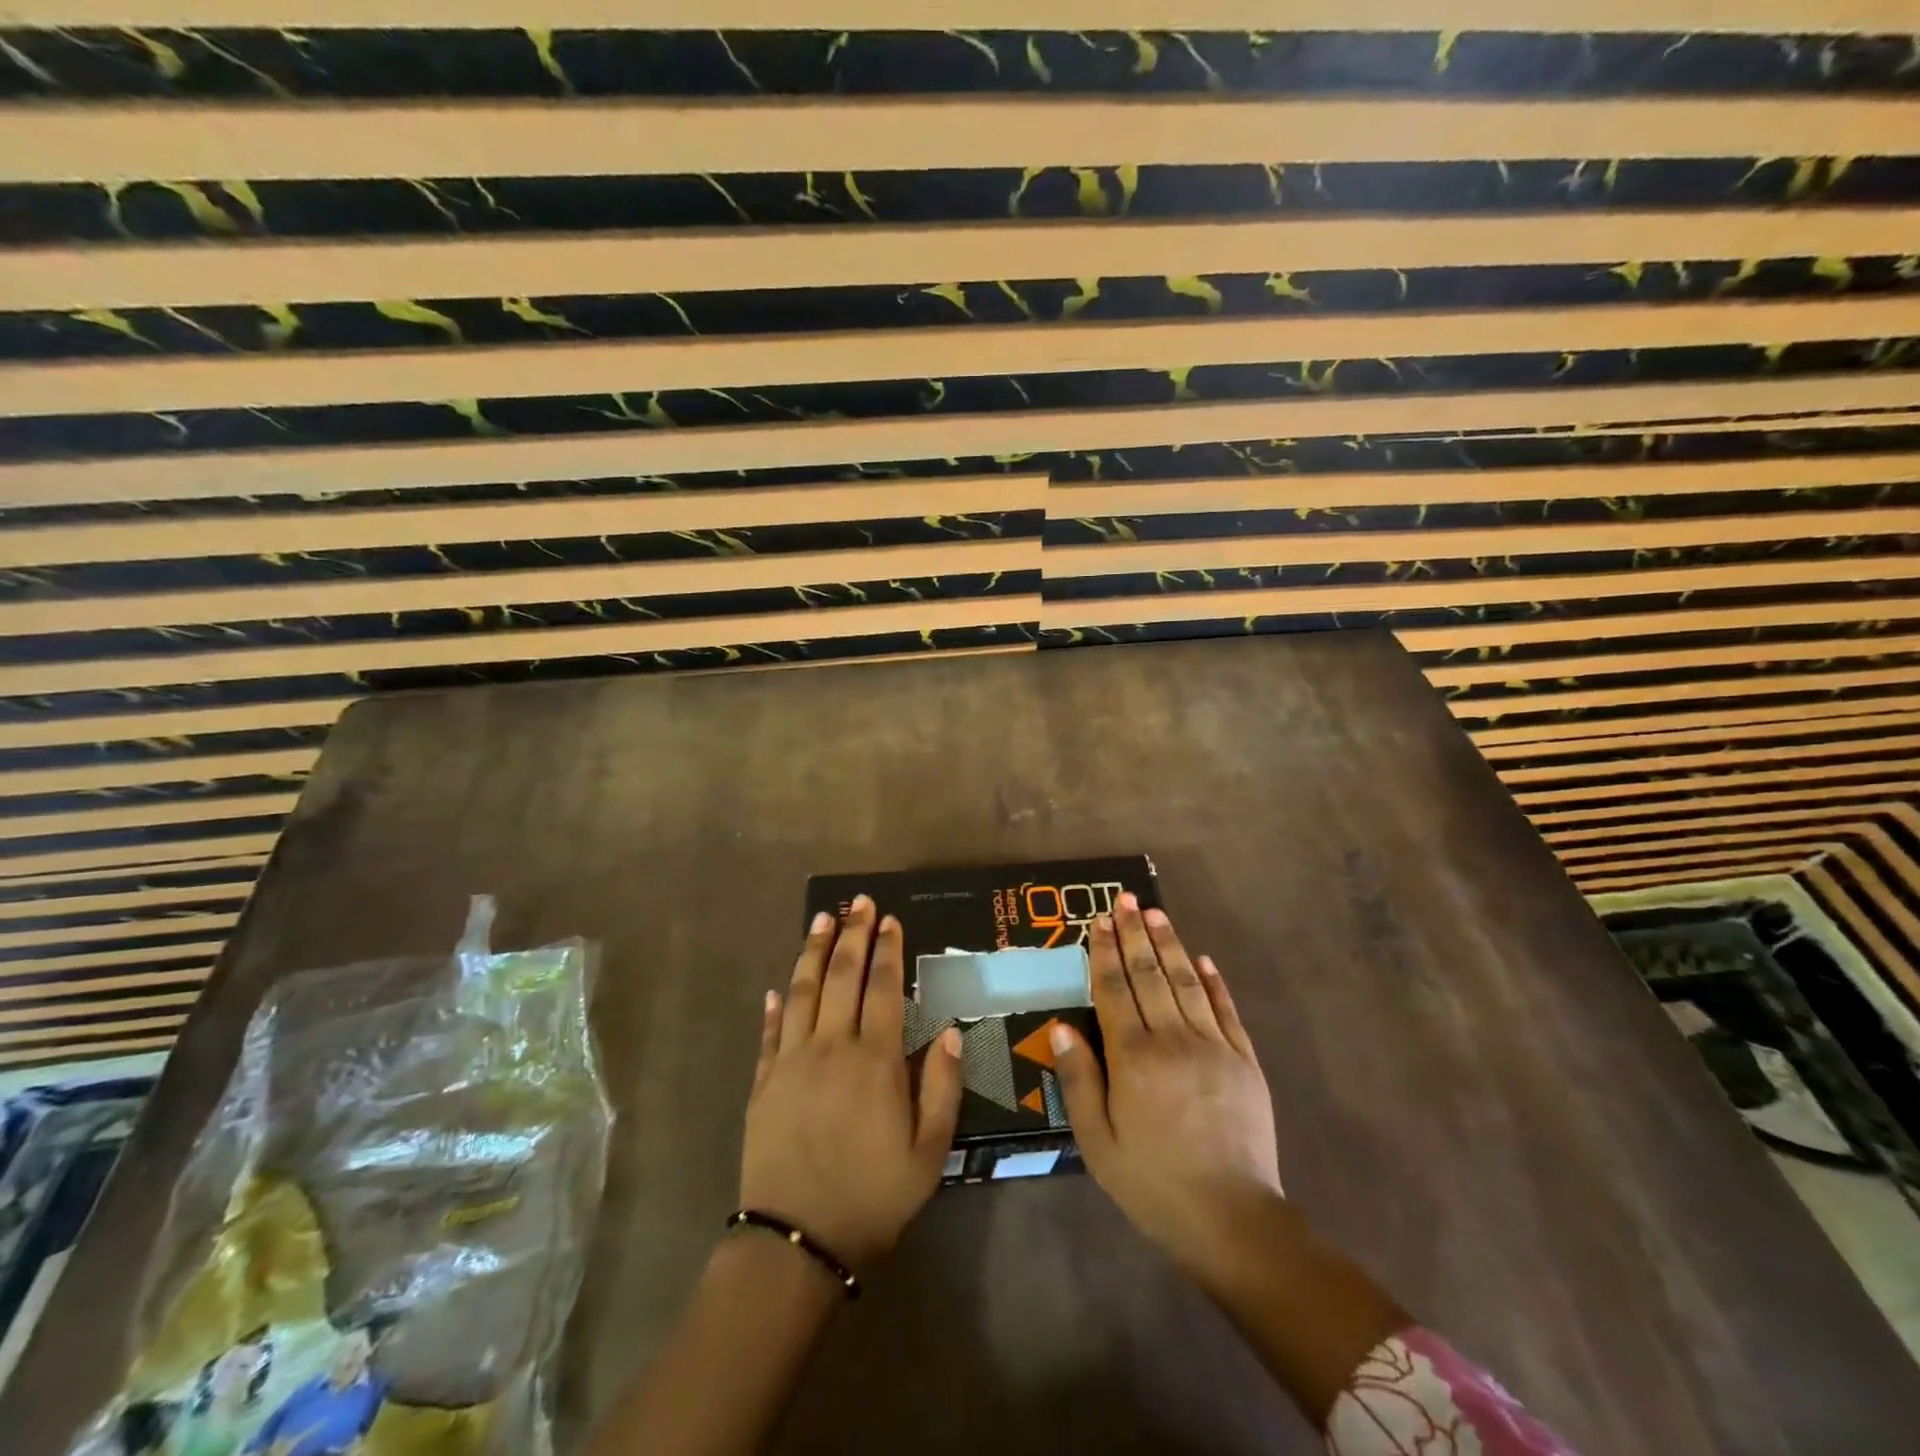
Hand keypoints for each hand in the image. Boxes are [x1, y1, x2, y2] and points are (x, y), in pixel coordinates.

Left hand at [740, 895, 962, 1271]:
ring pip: (802, 992)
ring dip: (813, 952)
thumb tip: (950, 1030)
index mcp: (874, 1060)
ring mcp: (791, 1062)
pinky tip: (777, 987)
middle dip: (852, 934)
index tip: (890, 920)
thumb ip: (941, 1086)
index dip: (887, 950)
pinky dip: (774, 1006)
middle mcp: (830, 1047)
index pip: (881, 988)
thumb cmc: (873, 1197)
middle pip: (842, 976)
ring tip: (821, 919)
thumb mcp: (929, 1152)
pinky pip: (769, 1033)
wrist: (797, 1243)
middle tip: (860, 902)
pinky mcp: (763, 1083)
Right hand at [1050, 893, 1282, 1291]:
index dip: (1105, 952)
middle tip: (1124, 899)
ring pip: (1186, 982)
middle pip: (1149, 975)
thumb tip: (1059, 1026)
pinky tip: (1204, 960)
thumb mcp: (1098, 1143)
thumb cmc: (1154, 1183)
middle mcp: (1172, 1039)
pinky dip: (1214, 982)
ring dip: (1169, 945)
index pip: (1114, 990)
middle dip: (1134, 934)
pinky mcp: (1244, 1061)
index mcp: (1133, 1058)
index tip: (1099, 920)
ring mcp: (1213, 1047)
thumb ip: (1079, 1080)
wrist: (1233, 1220)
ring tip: (1155, 913)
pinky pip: (1226, 1011)